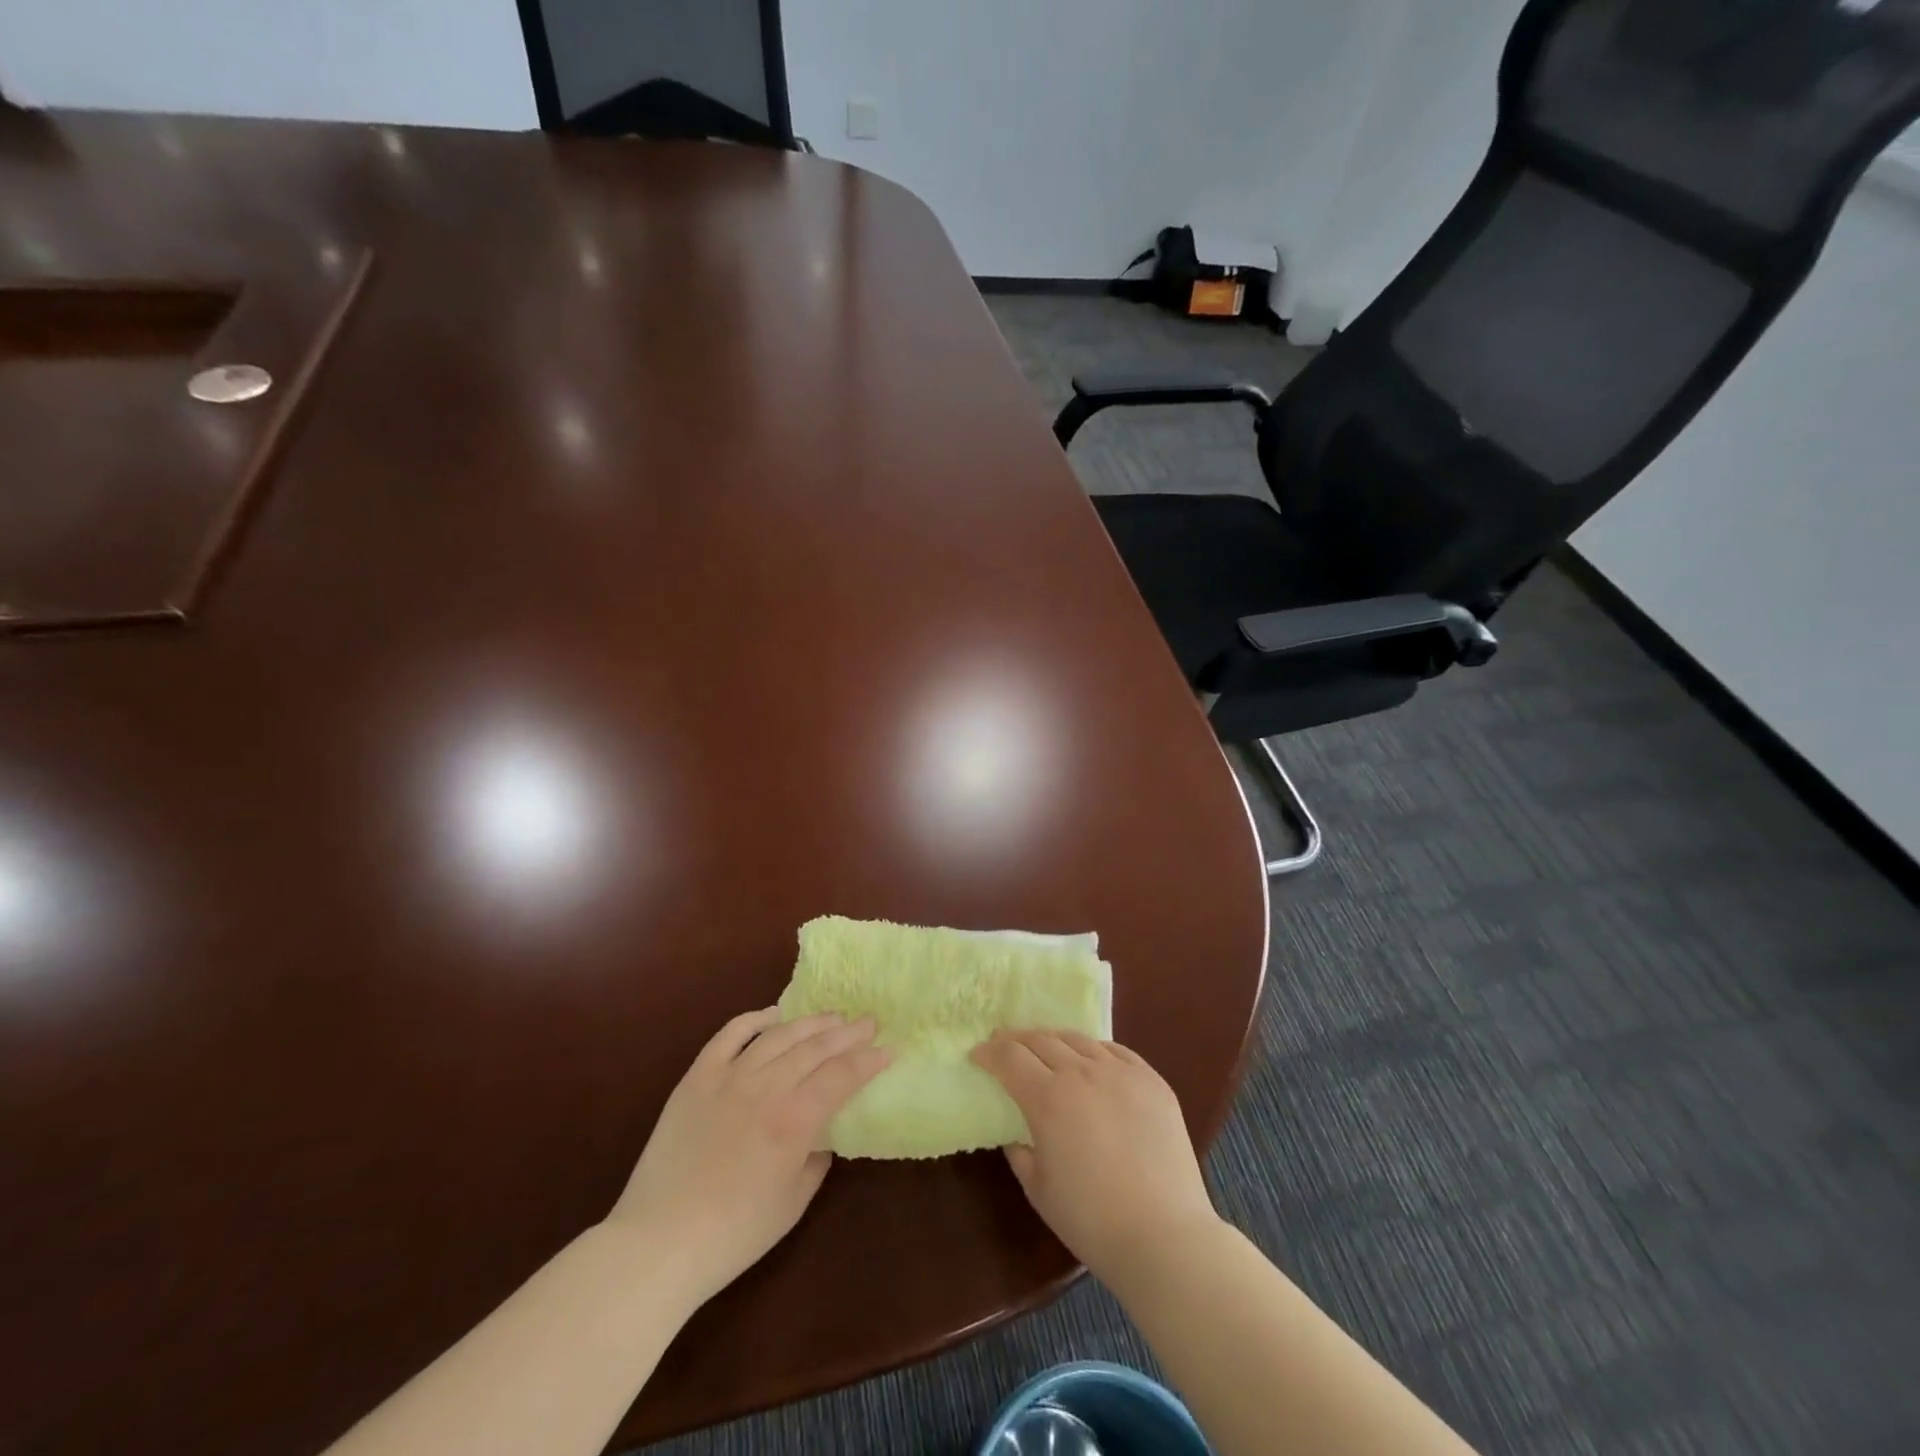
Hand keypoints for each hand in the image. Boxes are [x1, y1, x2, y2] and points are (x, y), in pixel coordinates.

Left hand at [605, 1008, 888, 1309]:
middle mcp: (765, 1087)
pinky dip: (754, 1020)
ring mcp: (728, 1077)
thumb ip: (816, 1160)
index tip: (889, 1049)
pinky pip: (729, 1036)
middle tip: (868, 1022)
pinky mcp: (696, 1078)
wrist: (658, 1243)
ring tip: (831, 1016)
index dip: (869, 1060)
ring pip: (779, 1035)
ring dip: (810, 1022)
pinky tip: (773, 1015)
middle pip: (815, 1047)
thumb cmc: (734, 1234)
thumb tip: (822, 1136)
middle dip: (848, 1032)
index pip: (842, 1075)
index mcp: (794, 1119)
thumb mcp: (792, 1204)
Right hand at [971, 1030, 1219, 1282]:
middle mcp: (1081, 1073)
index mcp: (1048, 1098)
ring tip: (1045, 1048)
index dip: (989, 1052)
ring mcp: (1121, 1072)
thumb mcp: (1038, 1188)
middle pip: (1041, 1039)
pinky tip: (1092, 1060)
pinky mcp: (1151, 1080)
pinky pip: (1116, 1051)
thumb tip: (1016, 1133)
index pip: (1009, 1058)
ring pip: (1078, 1039)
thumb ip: (1020, 1151)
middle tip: (1004, 1045)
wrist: (1164, 1235)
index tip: (978, 1053)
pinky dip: (1095, 1050)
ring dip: (1054, 1040)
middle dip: (1016, 1039)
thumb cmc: (1091, 1220)